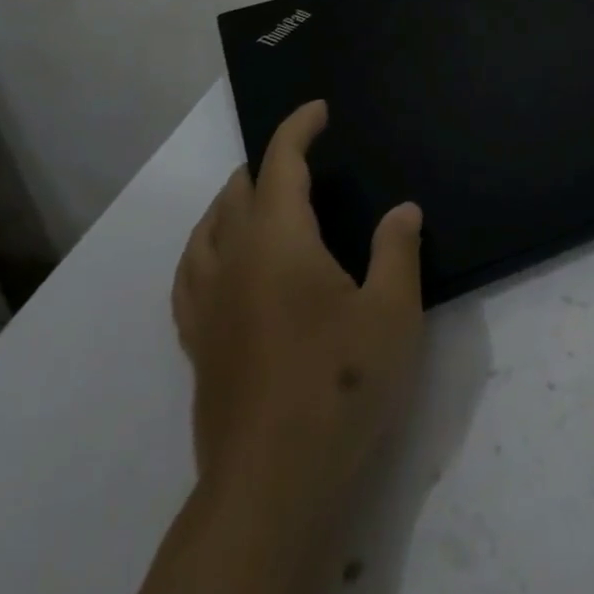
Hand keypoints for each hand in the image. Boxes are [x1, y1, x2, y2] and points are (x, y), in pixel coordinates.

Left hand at [172, 99, 424, 522]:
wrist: (272, 484)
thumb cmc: (339, 386)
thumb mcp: (391, 314)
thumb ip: (398, 251)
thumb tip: (404, 209)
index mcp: (278, 240)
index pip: (281, 162)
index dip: (298, 128)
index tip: (318, 110)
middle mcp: (234, 258)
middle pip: (239, 190)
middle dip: (269, 162)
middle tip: (303, 157)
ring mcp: (208, 302)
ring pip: (207, 227)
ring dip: (233, 199)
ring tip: (257, 194)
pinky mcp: (198, 342)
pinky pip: (189, 273)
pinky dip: (204, 246)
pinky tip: (218, 259)